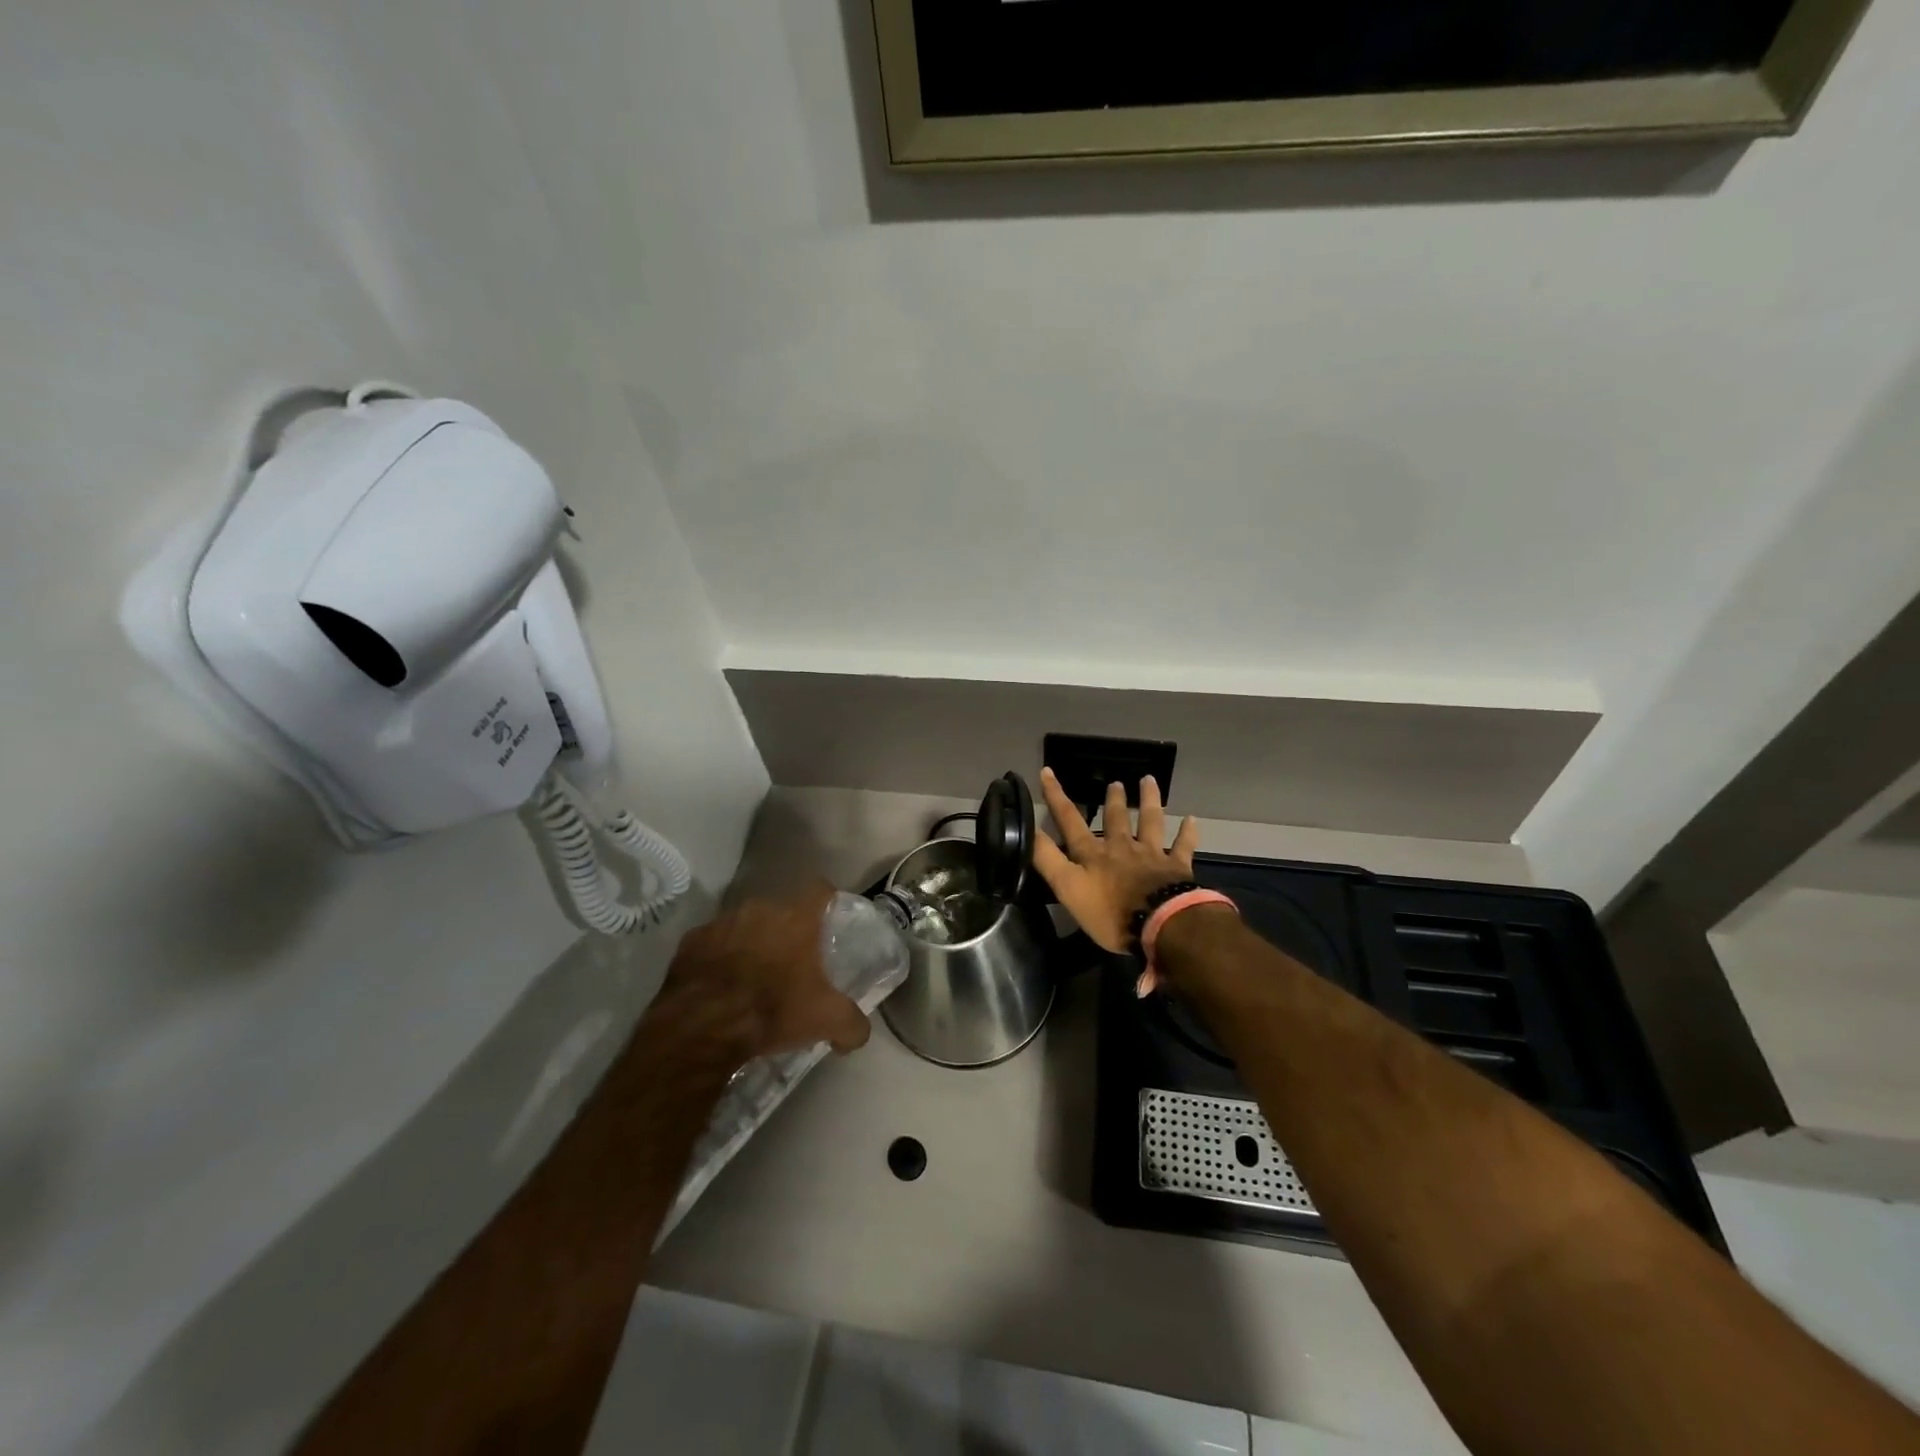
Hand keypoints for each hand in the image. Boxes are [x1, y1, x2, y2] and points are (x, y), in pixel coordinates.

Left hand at [650, 881, 871, 1067]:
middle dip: (785, 931)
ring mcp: (721, 923)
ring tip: (750, 977)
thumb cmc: (772, 1011)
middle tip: (789, 963)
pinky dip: (717, 958)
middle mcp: (759, 909)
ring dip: (750, 943)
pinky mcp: (690, 942)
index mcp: (796, 919)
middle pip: (779, 911)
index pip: (820, 890)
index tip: (828, 919)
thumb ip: (852, 1024)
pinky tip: (718, 986)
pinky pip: (711, 944)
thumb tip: (858, 1034)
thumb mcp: (826, 1021)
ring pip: (744, 925)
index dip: (826, 901)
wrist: (702, 1027)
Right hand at [1033, 768, 1198, 954]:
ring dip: (1148, 801)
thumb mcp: (1068, 888)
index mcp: (1093, 854)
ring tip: (1149, 781)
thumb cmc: (1110, 912)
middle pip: (1115, 819)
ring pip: (1149, 822)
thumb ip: (1048, 860)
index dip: (1056, 796)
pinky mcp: (1177, 868)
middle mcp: (1121, 847)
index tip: (1047, 772)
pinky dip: (1187, 833)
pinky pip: (1183, 846)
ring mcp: (1151, 855)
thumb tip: (1027, 830)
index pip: (1069, 820)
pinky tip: (1191, 819)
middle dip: (1112, 799)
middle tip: (1115, 782)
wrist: (1161, 923)